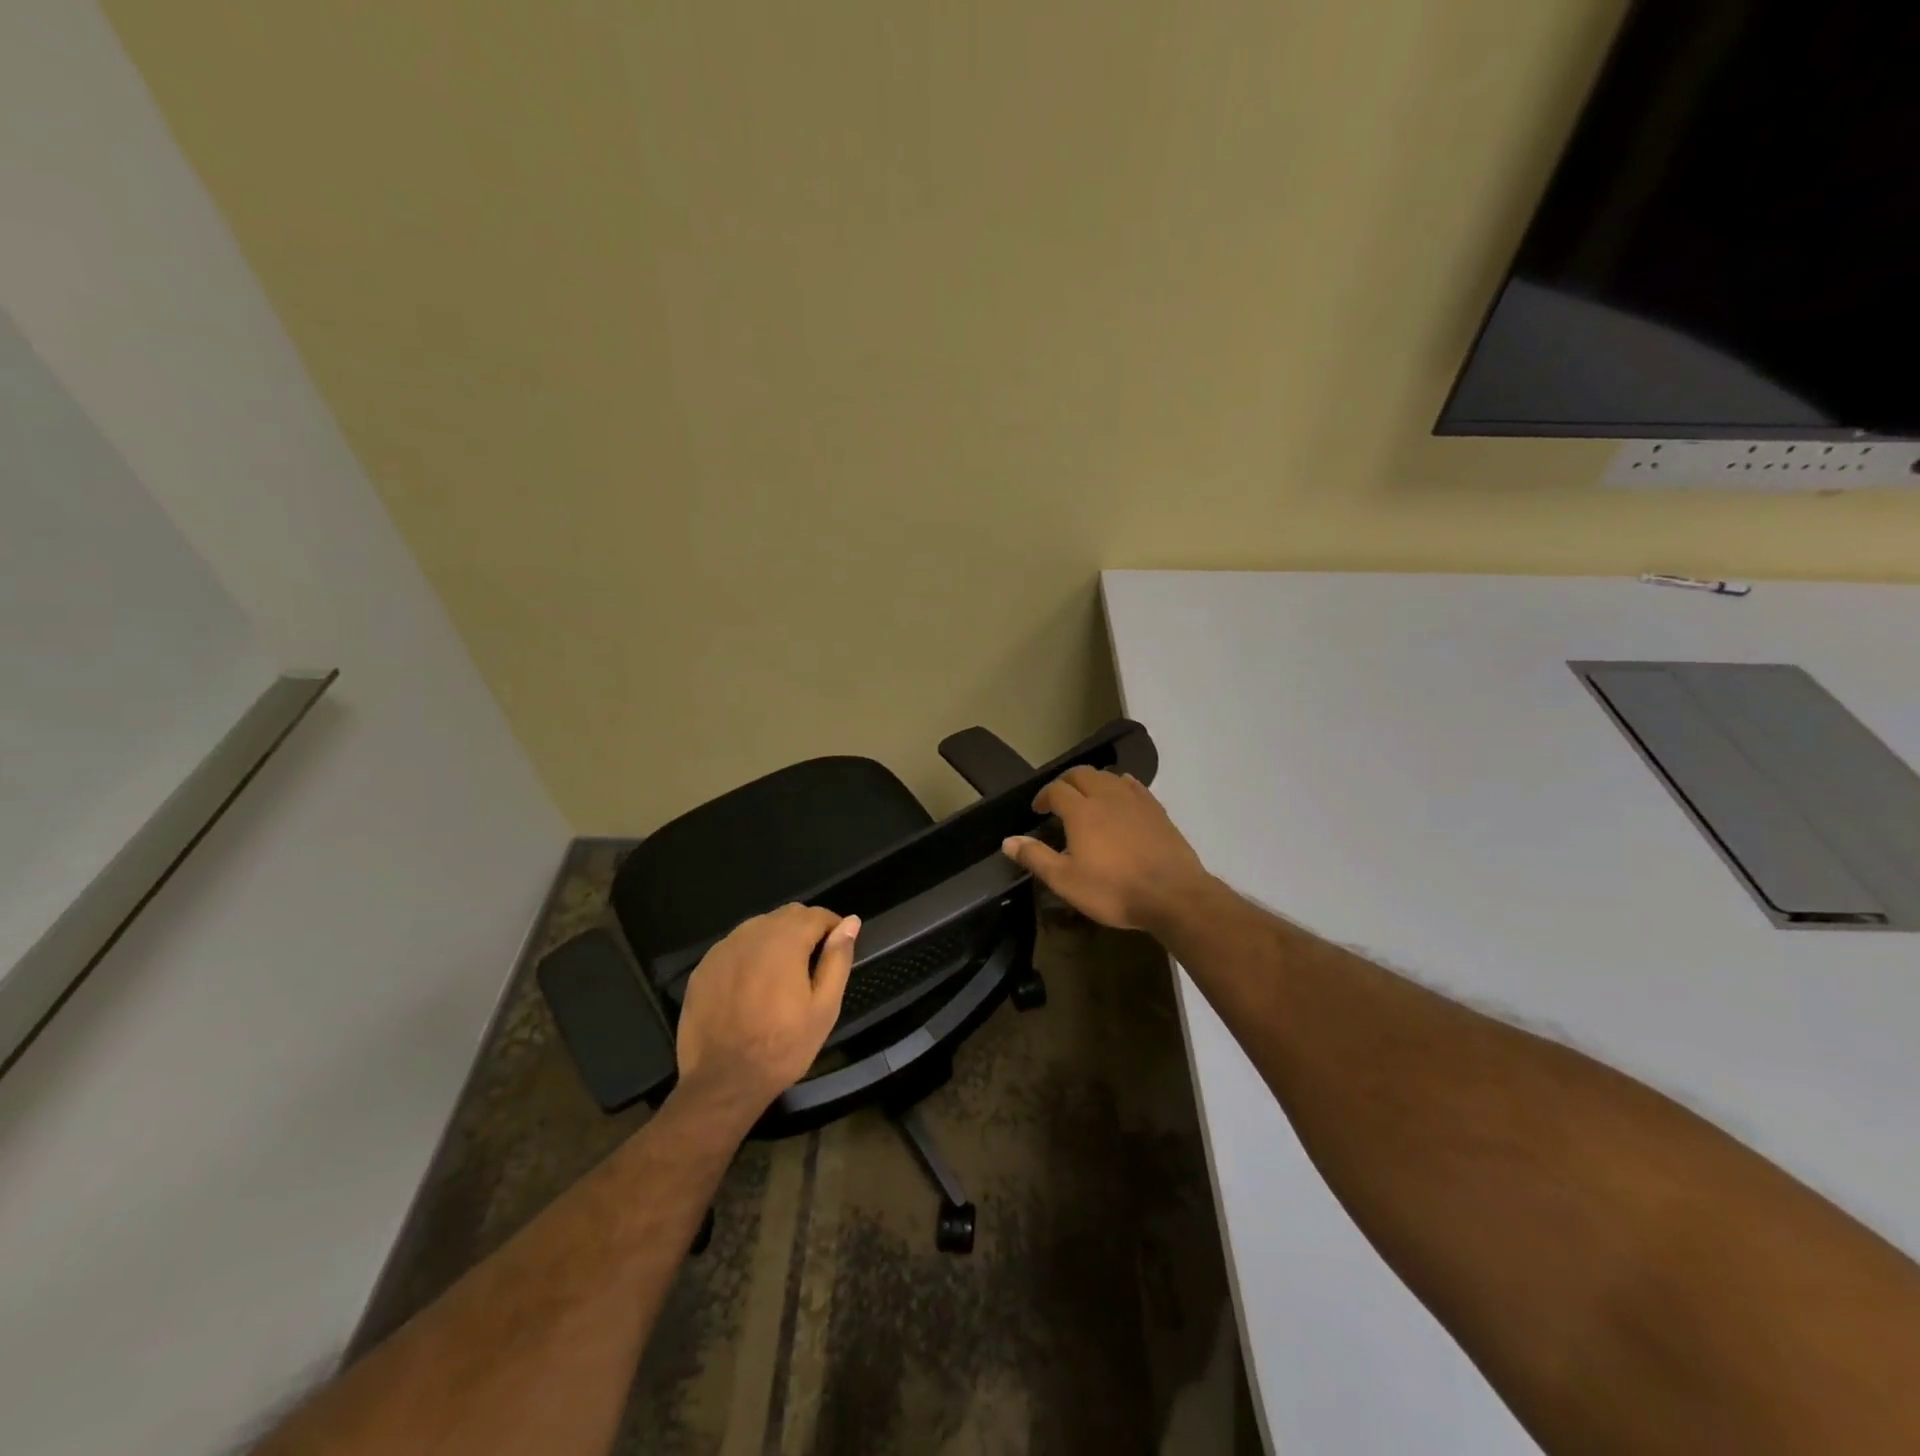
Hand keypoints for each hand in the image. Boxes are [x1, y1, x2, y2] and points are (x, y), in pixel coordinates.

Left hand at [673, 904, 859, 1120]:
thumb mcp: (824, 1007)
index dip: (833, 927)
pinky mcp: (703, 967)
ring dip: (776, 939)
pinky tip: (752, 986)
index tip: (837, 950)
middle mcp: (751, 934)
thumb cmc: (782, 1047)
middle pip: (786, 915)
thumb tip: (851, 922)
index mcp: (784, 940)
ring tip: (782, 975)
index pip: (816, 914)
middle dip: (805, 930)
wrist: (722, 1083)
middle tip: (812, 965)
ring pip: (759, 927)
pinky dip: (750, 955)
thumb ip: (837, 958)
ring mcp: (723, 949)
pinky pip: (735, 947)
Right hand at [1001, 767, 1210, 932]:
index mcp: (1081, 810)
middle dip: (1066, 782)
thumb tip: (1008, 841)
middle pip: (1082, 774)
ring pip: (1109, 776)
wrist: (1173, 895)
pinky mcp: (1157, 809)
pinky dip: (1120, 784)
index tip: (1037, 810)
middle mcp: (1106, 796)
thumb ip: (1036, 857)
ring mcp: (1135, 800)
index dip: (1043, 796)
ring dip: (1092, 781)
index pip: (1056, 789)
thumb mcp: (1066, 881)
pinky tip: (1120, 794)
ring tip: (1087, 797)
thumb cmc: (1113, 890)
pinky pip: (1134, 785)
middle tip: (1059, 799)